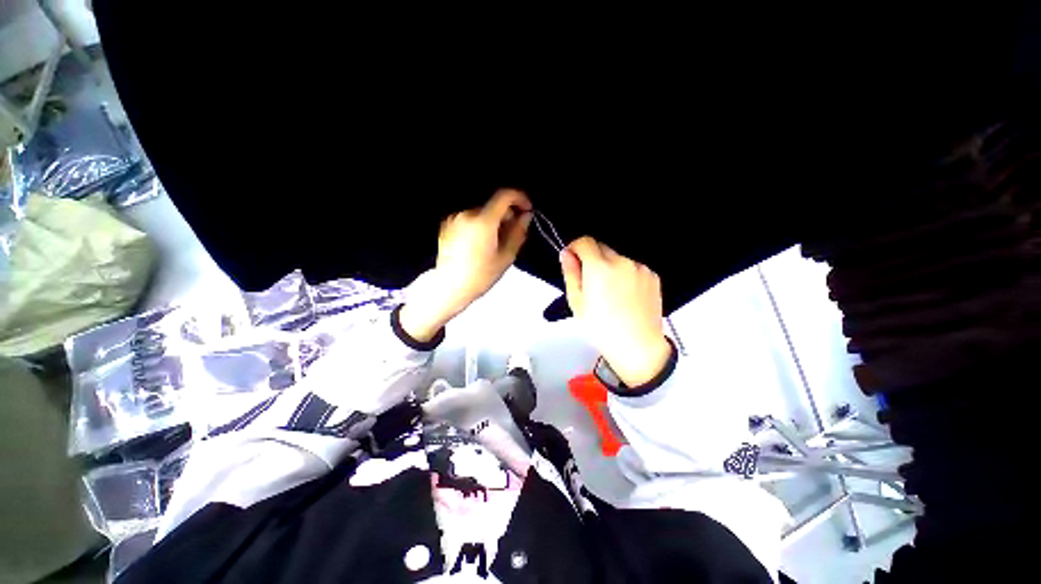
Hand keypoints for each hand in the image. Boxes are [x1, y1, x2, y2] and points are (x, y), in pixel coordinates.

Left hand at [400, 190, 532, 340]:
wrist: (449, 288)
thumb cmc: (481, 276)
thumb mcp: (506, 257)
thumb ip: (518, 233)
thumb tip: (526, 216)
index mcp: (483, 221)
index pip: (504, 195)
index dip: (520, 198)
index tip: (527, 210)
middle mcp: (467, 213)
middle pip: (493, 205)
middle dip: (506, 215)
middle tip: (512, 233)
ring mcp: (455, 218)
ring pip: (482, 213)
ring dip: (493, 221)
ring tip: (495, 242)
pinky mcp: (447, 225)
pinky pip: (470, 219)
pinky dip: (479, 225)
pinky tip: (479, 244)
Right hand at [560, 237, 671, 387]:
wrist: (638, 347)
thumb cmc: (603, 329)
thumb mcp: (577, 303)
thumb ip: (570, 273)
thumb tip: (567, 254)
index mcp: (599, 268)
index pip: (584, 241)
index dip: (575, 248)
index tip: (573, 259)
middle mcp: (621, 262)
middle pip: (601, 248)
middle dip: (592, 259)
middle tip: (590, 283)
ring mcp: (639, 268)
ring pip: (617, 258)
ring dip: (610, 268)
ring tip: (610, 294)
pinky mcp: (652, 276)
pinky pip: (633, 267)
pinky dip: (626, 275)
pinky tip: (625, 295)